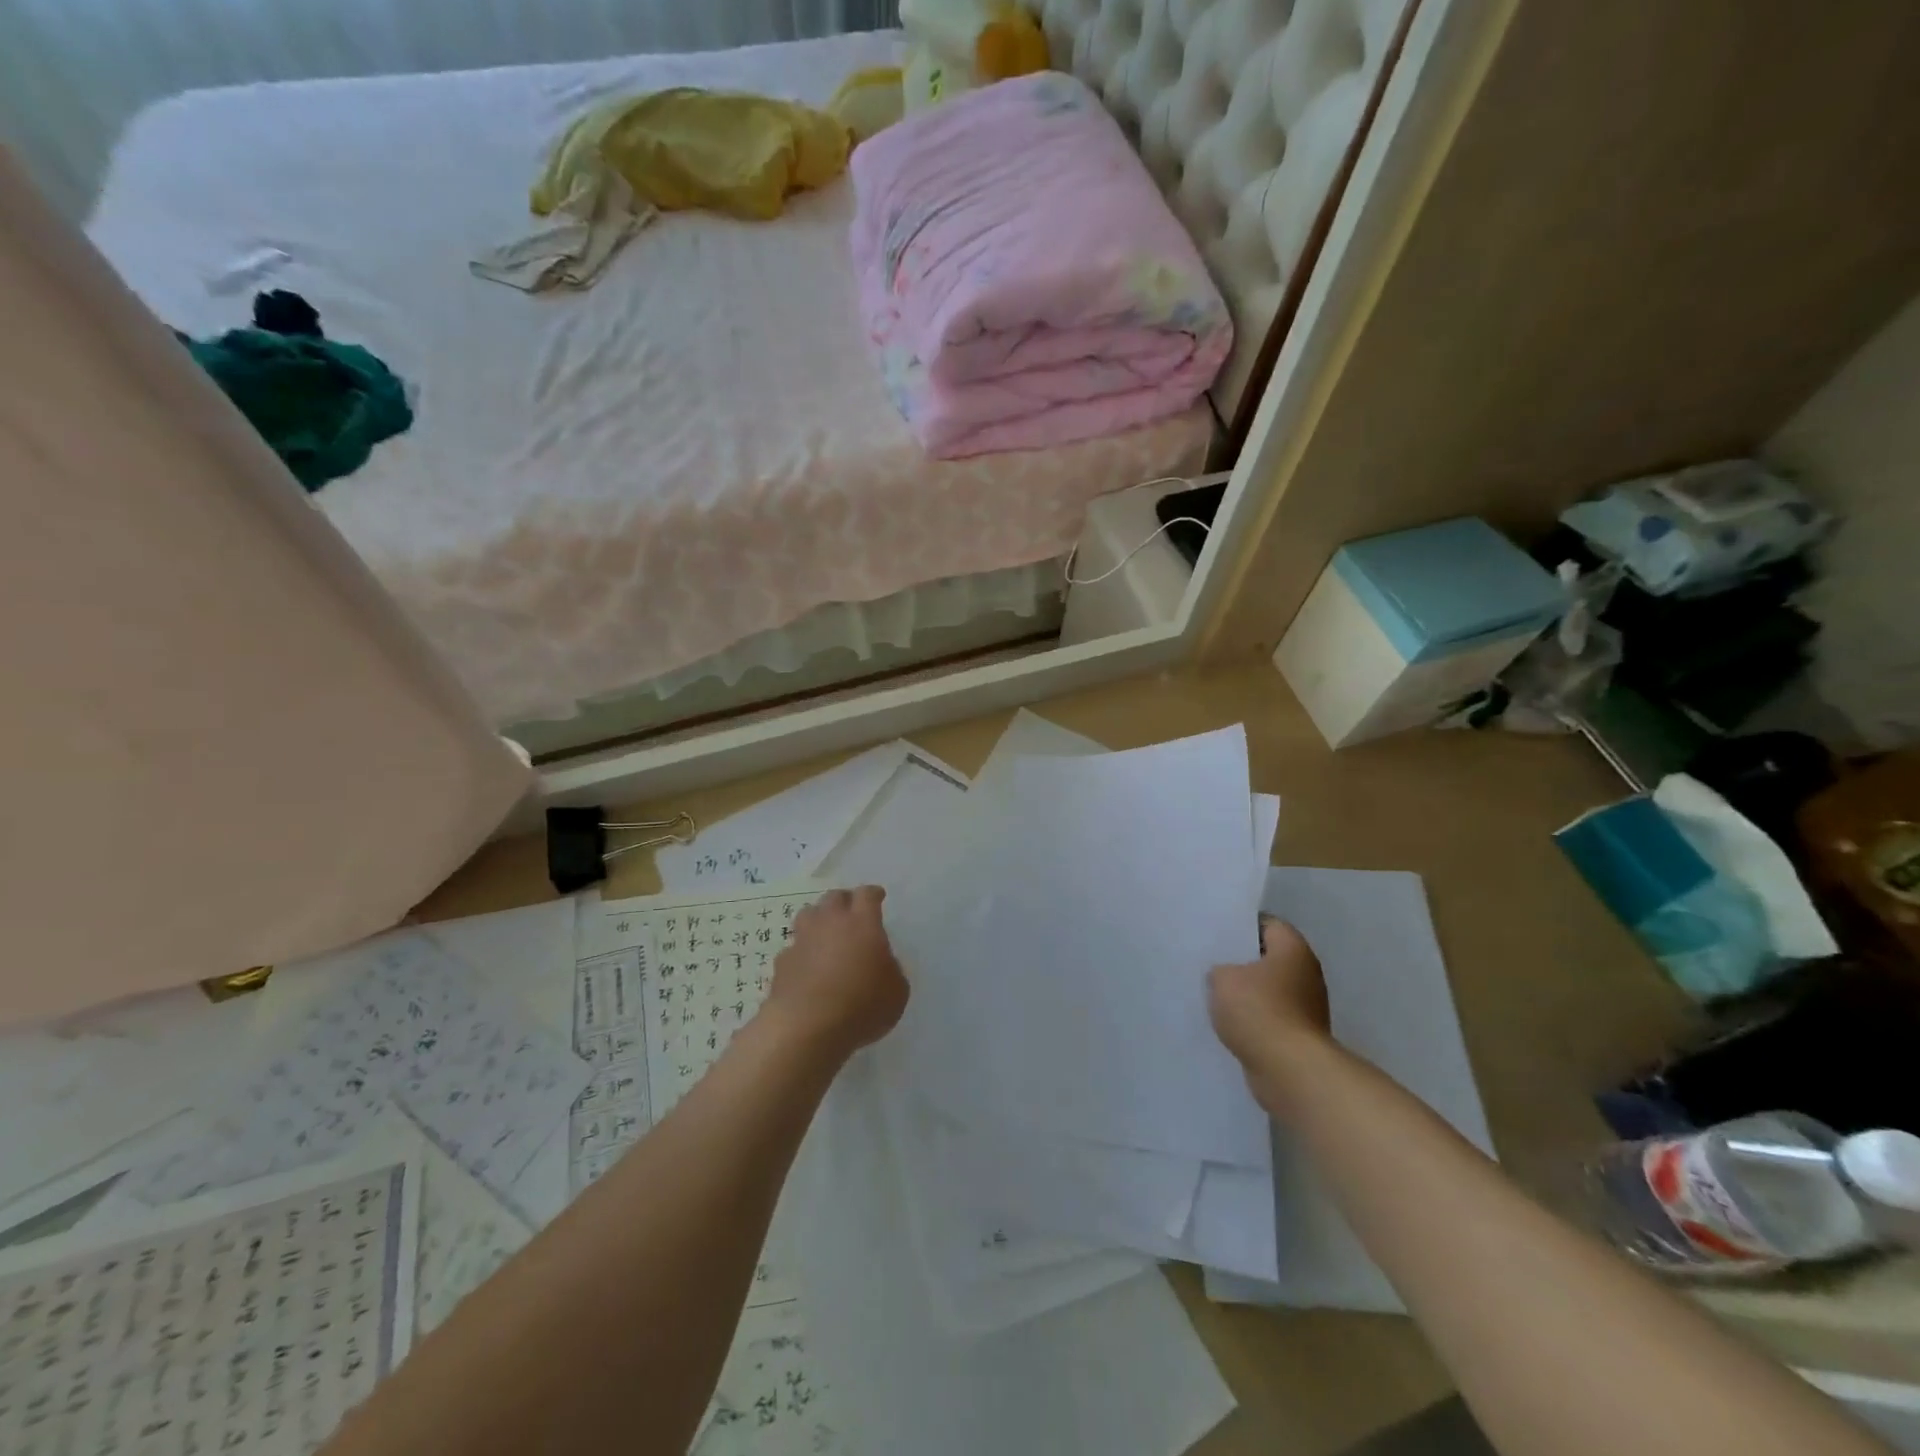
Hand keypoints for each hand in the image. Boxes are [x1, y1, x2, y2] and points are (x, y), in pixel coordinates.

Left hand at [765, 887, 909, 1056]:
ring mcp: (802, 941)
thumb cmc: (861, 1005)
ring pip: (808, 915)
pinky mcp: (782, 963)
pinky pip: (793, 948)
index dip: (873, 894)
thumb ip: (890, 970)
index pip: (867, 895)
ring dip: (818, 919)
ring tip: (824, 933)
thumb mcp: (897, 992)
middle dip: (844, 901)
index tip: (878, 896)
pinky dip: (801, 953)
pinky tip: (806, 968)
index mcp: (862, 923)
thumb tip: (880, 965)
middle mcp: (830, 923)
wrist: (806, 1027)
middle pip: (834, 897)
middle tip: (851, 912)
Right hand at [1208, 916, 1330, 1077]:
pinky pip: (1271, 1018)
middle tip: (1210, 962)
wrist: (1291, 1071)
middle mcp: (1307, 973)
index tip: (1216, 933)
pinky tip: (1228, 1023)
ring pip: (1269, 990)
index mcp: (1293, 949)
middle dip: (1241, 962)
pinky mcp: (1300, 1036)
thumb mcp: (1222, 978)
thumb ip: (1219, 970)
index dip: (1240, 926)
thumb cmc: (1259, 1011)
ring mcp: (1307, 1007)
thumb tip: (1225, 976)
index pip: (1267, 924)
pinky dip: (1253, 1020)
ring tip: (1214, 995)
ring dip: (1247, 994)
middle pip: (1269, 958)